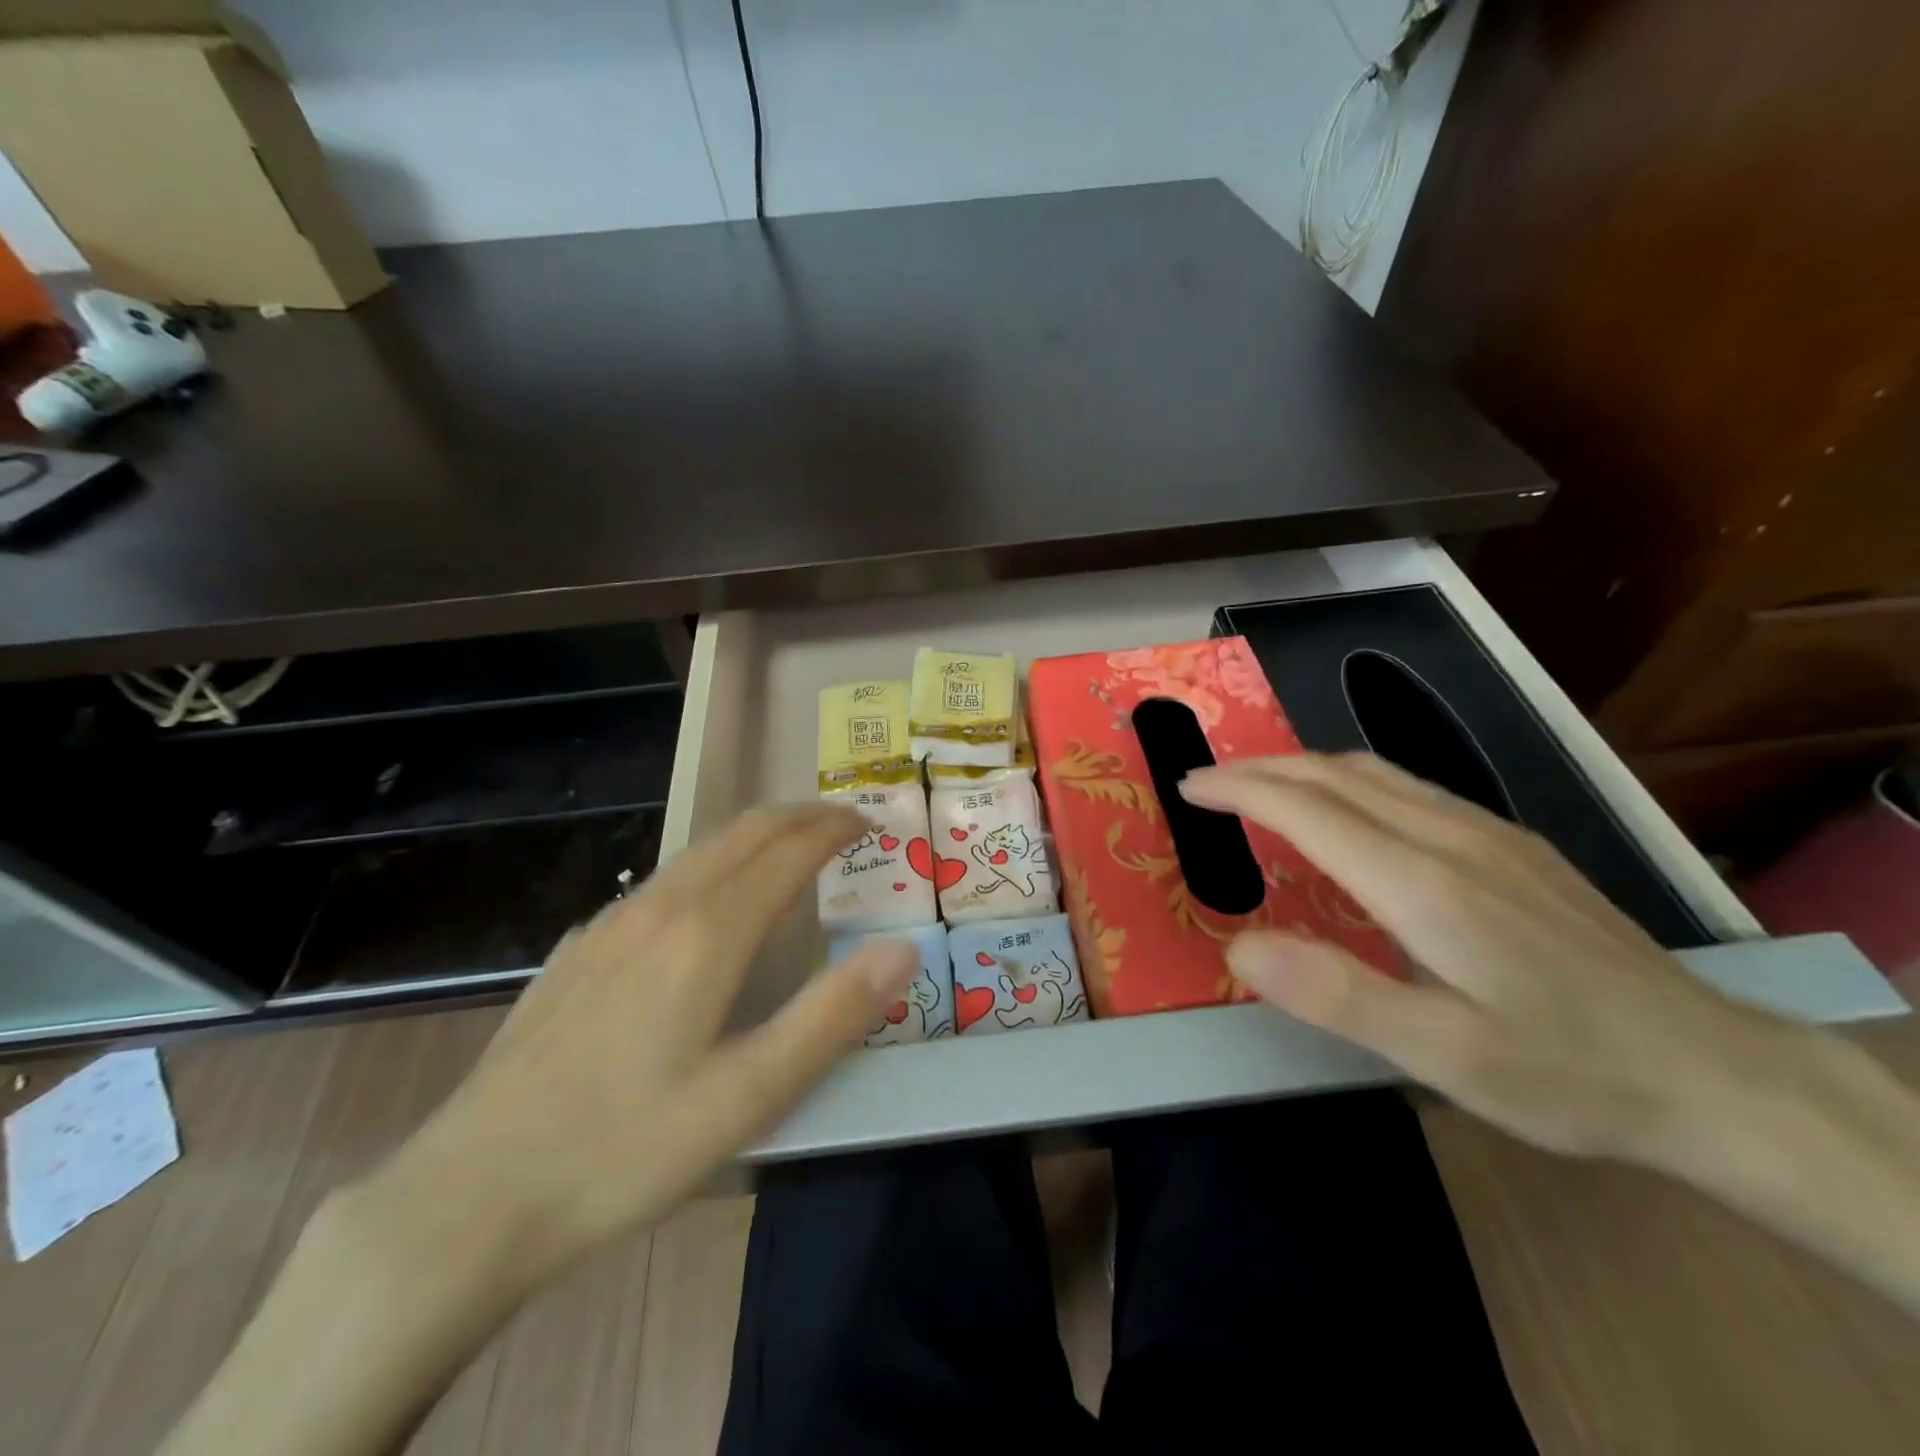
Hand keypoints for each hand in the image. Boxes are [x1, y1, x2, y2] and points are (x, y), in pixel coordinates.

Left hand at [368, 802, 917, 1267]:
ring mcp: (608, 925)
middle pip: (741, 833)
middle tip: (842, 822)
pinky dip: (709, 867)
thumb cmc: (624, 1150)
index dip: (833, 829)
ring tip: (788, 850)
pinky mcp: (577, 951)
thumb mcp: (748, 1096)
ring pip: (698, 852)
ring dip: (753, 837)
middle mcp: (658, 909)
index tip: (869, 823)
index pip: (786, 851)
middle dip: (798, 816)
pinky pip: (660, 883)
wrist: (468, 1199)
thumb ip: (831, 1015)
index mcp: (706, 934)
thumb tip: (901, 949)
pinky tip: (704, 905)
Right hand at [1179, 753, 1803, 1169]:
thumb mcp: (1444, 1057)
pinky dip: (1348, 780)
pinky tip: (1347, 808)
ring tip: (1258, 785)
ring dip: (1301, 768)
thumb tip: (1239, 945)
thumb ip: (1336, 994)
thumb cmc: (1565, 1071)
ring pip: (1374, 771)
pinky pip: (1409, 786)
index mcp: (1422, 884)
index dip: (1240, 790)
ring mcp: (1489, 834)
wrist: (1714, 1073)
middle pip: (1335, 775)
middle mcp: (1450, 838)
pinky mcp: (1514, 844)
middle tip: (1206, 782)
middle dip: (1259, 769)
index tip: (1189, 787)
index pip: (1307, 809)